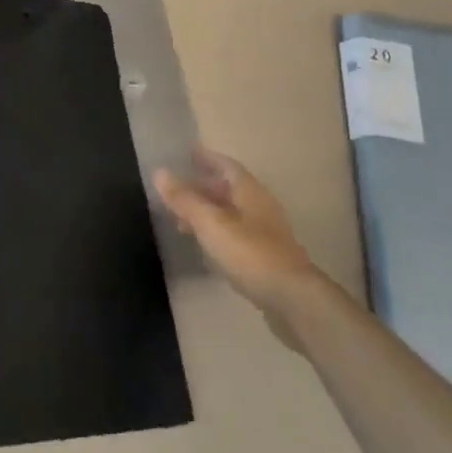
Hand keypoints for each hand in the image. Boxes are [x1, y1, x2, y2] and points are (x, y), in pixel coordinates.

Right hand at [156, 151, 324, 332]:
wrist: (291, 299)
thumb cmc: (249, 253)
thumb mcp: (211, 224)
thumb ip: (185, 200)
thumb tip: (159, 172)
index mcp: (250, 192)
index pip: (226, 166)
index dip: (207, 158)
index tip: (188, 153)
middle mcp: (260, 207)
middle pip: (229, 189)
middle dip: (203, 187)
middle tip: (177, 190)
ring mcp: (265, 233)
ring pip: (232, 213)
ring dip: (208, 212)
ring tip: (183, 219)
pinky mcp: (266, 257)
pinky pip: (236, 235)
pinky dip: (217, 233)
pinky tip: (205, 246)